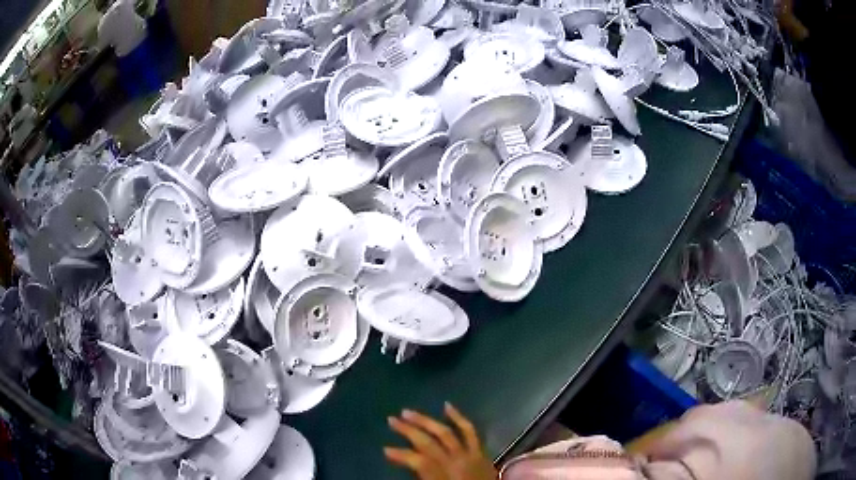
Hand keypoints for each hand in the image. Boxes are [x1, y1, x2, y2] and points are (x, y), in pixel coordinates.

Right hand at [384, 402, 497, 479]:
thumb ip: (424, 476)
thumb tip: (407, 463)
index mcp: (442, 475)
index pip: (416, 460)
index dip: (399, 454)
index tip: (385, 449)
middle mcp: (455, 461)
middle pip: (427, 442)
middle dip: (408, 430)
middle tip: (391, 419)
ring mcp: (470, 454)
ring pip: (445, 432)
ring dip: (425, 421)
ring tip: (408, 412)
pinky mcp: (481, 451)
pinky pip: (471, 431)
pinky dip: (459, 418)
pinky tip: (447, 406)